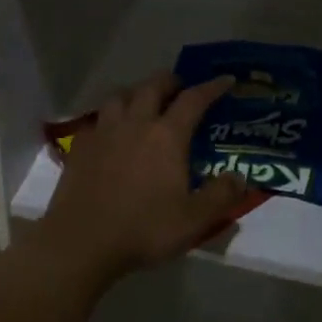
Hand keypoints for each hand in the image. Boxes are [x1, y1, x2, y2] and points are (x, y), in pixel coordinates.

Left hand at [36, 72, 249, 287]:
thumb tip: (240, 177)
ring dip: (136, 92)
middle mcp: (136, 123)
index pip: (193, 100)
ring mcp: (104, 132)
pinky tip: (111, 131)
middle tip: (180, 88)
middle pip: (153, 86)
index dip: (212, 87)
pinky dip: (109, 117)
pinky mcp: (81, 146)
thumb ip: (221, 196)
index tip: (225, 79)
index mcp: (167, 136)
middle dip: (170, 81)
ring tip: (143, 102)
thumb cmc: (143, 229)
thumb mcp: (193, 220)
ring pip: (120, 96)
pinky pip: (97, 119)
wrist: (81, 241)